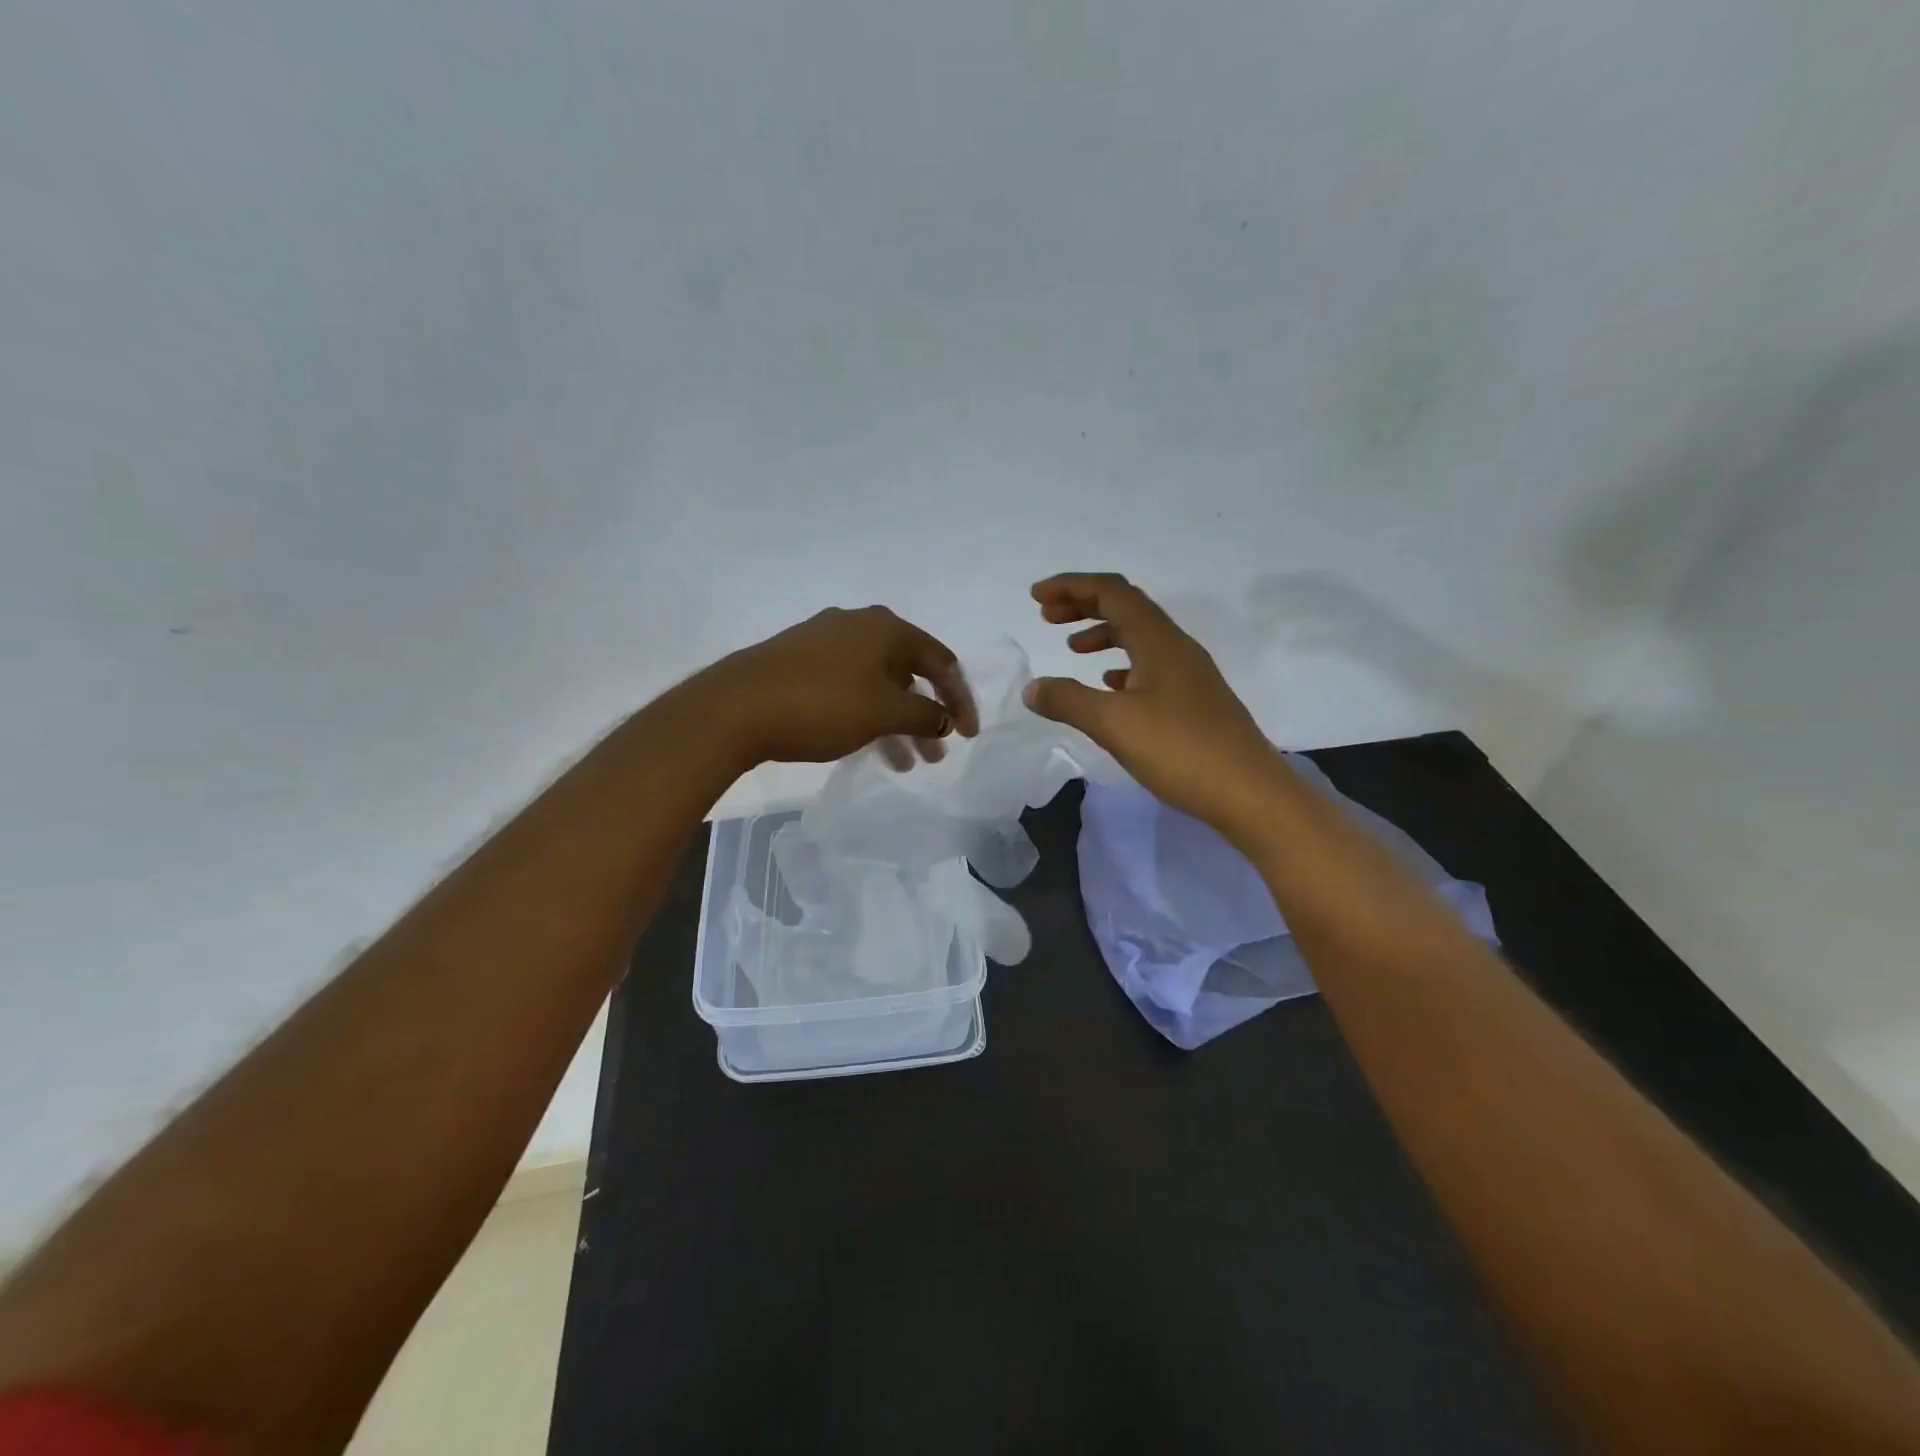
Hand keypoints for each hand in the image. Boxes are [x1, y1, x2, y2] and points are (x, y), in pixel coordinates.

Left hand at [689, 606, 978, 769]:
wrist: (736, 707)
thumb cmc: (822, 705)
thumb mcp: (884, 713)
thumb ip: (925, 714)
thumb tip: (944, 717)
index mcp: (886, 627)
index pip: (941, 661)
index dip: (960, 699)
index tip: (969, 736)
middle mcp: (858, 625)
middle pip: (909, 672)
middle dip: (926, 716)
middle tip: (935, 755)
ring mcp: (824, 642)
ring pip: (877, 684)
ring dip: (896, 722)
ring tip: (904, 763)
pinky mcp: (798, 662)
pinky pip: (849, 688)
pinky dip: (866, 715)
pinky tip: (865, 746)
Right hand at [1023, 573, 1282, 837]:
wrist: (1250, 793)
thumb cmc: (1181, 750)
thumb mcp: (1114, 724)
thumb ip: (1068, 701)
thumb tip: (1033, 688)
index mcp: (1158, 641)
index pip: (1112, 592)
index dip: (1071, 587)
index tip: (1036, 597)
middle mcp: (1177, 648)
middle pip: (1127, 608)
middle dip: (1084, 605)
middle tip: (1046, 617)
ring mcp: (1190, 674)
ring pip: (1140, 637)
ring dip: (1103, 634)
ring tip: (1072, 649)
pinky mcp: (1195, 701)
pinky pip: (1151, 666)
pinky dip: (1122, 665)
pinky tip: (1109, 687)